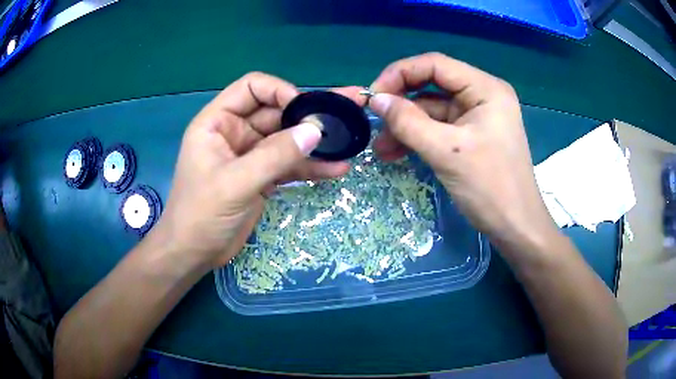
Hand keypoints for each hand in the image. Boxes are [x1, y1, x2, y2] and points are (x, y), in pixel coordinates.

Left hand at [154, 72, 363, 268]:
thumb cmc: (201, 215)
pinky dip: (311, 167)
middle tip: (348, 111)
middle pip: (276, 112)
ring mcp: (251, 156)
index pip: (252, 88)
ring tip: (351, 137)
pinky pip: (289, 165)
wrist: (195, 254)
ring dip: (316, 141)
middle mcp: (235, 132)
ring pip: (287, 139)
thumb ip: (274, 156)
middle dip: (309, 114)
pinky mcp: (262, 177)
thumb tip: (315, 130)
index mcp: (218, 122)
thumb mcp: (235, 183)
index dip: (280, 91)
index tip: (305, 110)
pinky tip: (337, 168)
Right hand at [368, 53, 555, 245]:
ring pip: (431, 110)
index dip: (400, 74)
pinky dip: (417, 138)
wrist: (515, 228)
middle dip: (401, 105)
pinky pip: (438, 128)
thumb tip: (376, 100)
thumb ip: (408, 122)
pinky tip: (396, 152)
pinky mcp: (470, 136)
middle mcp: (481, 95)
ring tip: (381, 150)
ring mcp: (476, 116)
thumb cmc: (490, 187)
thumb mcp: (446, 152)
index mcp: (485, 88)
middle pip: (431, 86)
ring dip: (405, 126)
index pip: (435, 65)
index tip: (373, 96)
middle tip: (374, 123)